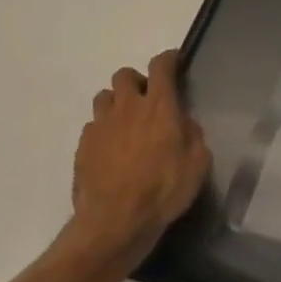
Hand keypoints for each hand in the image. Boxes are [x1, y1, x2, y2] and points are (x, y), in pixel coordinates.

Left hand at [63, 50, 210, 278]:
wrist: (115, 222)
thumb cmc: (164, 190)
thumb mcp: (198, 164)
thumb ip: (193, 135)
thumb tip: (184, 122)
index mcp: (159, 106)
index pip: (161, 66)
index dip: (168, 59)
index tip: (174, 62)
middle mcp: (127, 107)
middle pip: (125, 75)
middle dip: (137, 81)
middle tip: (148, 101)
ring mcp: (100, 125)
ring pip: (104, 97)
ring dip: (117, 103)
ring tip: (127, 124)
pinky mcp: (83, 146)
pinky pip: (93, 126)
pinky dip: (104, 131)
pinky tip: (112, 151)